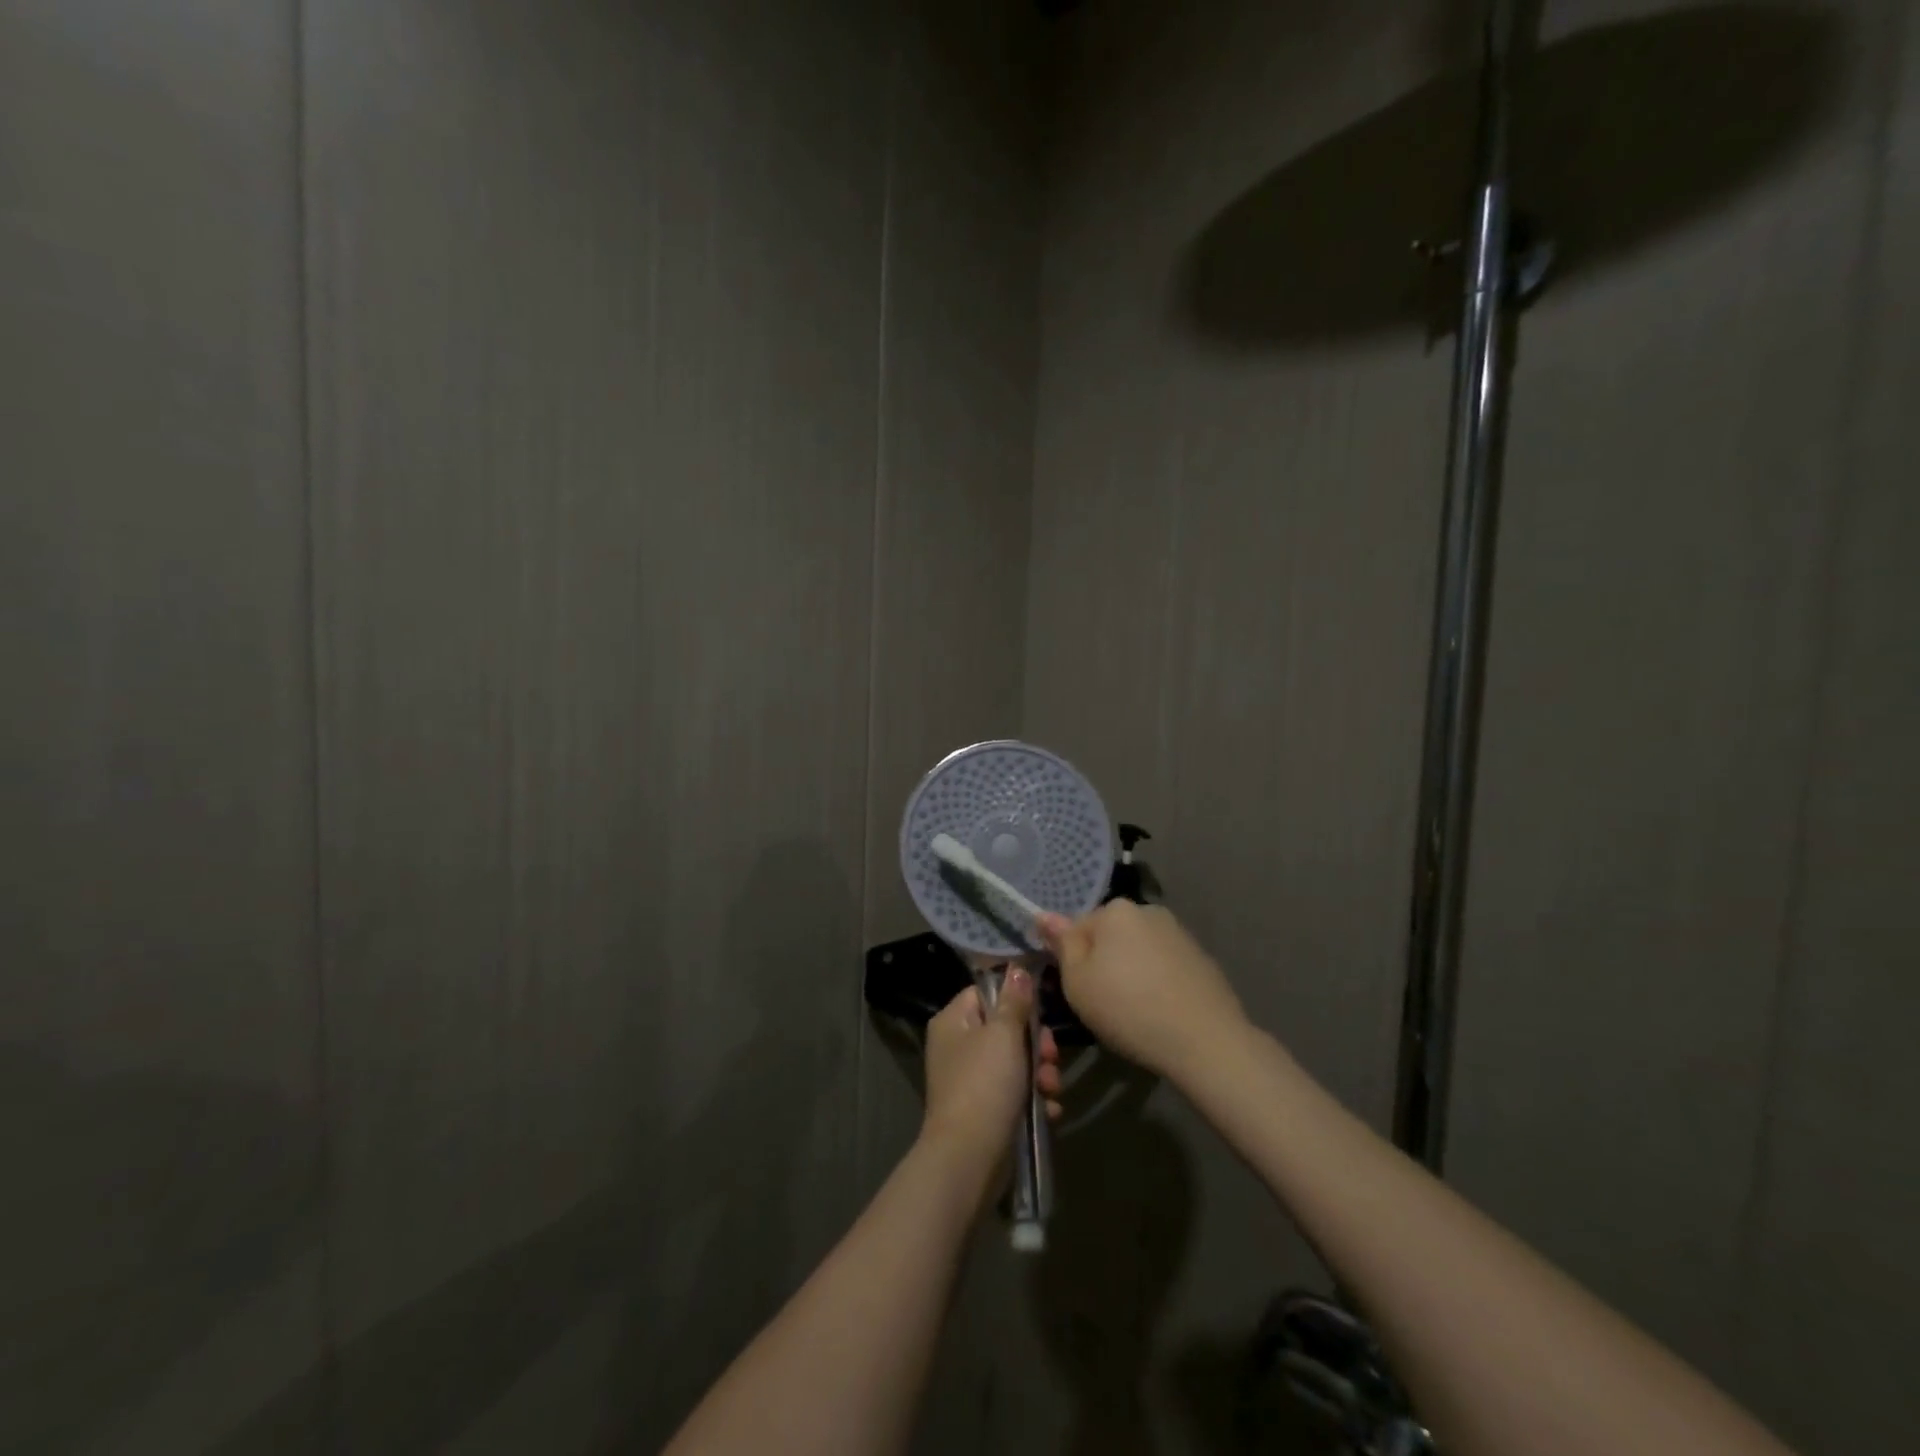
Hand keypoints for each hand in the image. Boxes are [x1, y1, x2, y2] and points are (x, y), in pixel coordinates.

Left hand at [921, 970, 1061, 1170]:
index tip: (1040, 1012)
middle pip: (1006, 1029)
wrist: (970, 1157)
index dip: (1015, 1000)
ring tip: (1051, 1088)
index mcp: (953, 1021)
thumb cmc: (985, 1084)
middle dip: (1036, 1044)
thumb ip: (1014, 1001)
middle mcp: (958, 1047)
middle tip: (1049, 1057)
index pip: (985, 993)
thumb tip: (1017, 969)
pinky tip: (1050, 1110)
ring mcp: (971, 1080)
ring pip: (1016, 1062)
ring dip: (1040, 1073)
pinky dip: (1034, 1100)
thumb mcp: (1004, 1035)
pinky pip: (1016, 1093)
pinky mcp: (986, 1110)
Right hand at [1040, 901, 1247, 1081]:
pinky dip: (1157, 981)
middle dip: (1103, 962)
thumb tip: (1043, 915)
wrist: (1205, 1040)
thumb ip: (1062, 944)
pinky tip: (1160, 1011)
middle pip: (1110, 936)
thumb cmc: (1128, 1009)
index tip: (1077, 991)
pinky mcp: (1201, 957)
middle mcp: (1148, 911)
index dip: (1072, 960)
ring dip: (1131, 971)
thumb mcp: (1078, 982)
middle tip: (1103, 1003)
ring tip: (1134, 1011)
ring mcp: (1178, 933)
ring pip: (1138, 950)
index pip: (1077, 928)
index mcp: (1115, 910)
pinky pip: (1164, 965)